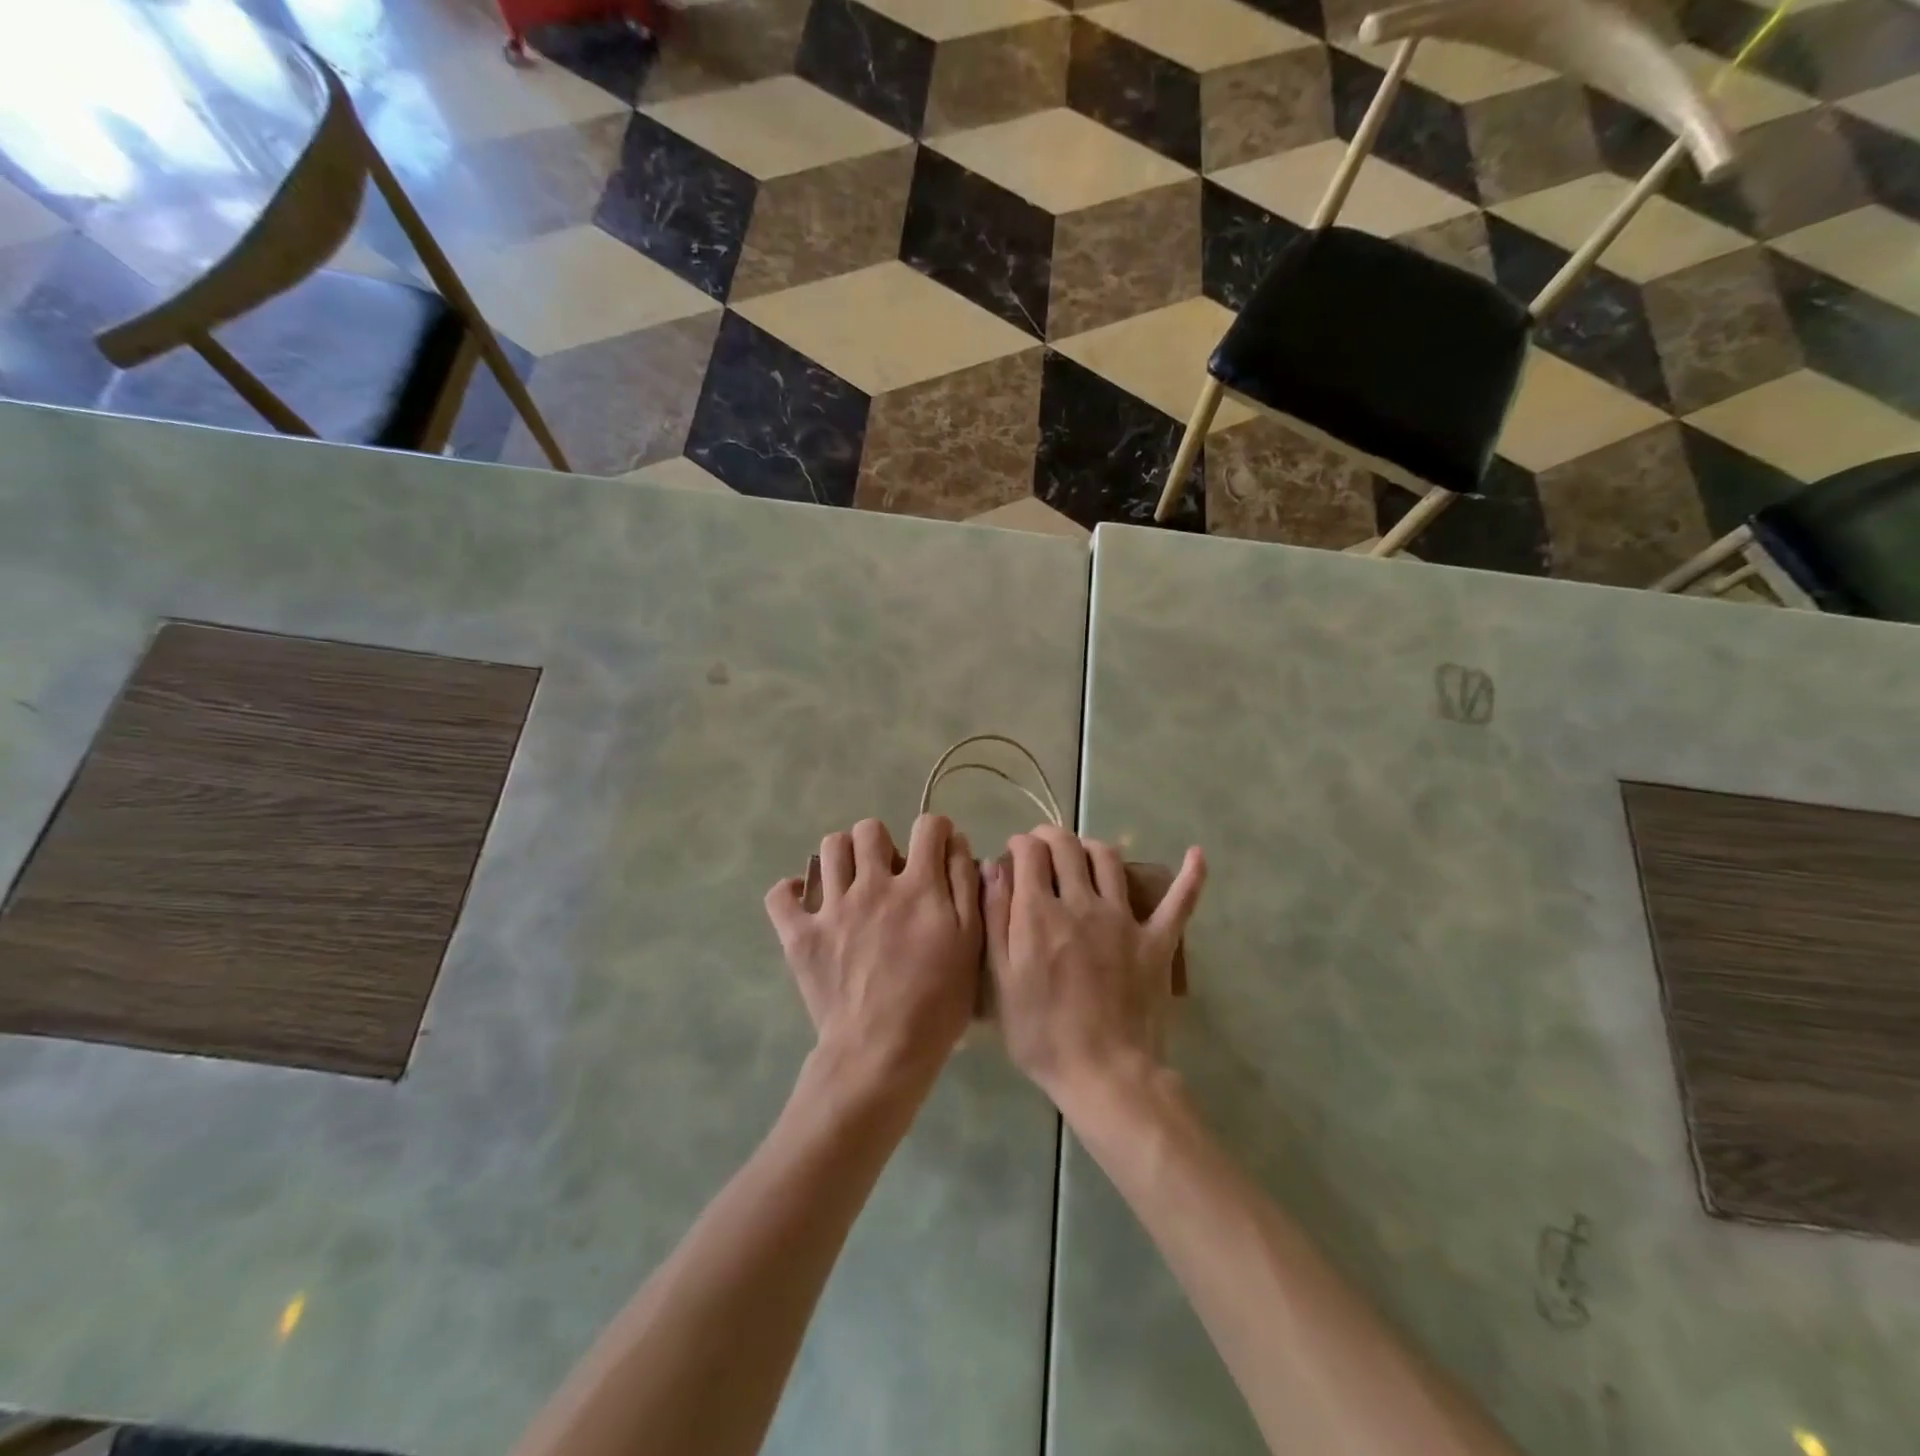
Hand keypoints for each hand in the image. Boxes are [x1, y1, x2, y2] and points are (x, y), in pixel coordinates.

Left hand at [765, 815, 981, 1091]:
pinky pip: (781, 894)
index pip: (928, 827)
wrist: (881, 1053)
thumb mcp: (971, 944)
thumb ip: (965, 888)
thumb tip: (955, 844)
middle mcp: (873, 885)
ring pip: (829, 848)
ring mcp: (832, 908)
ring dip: (843, 857)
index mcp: (919, 887)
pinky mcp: (800, 935)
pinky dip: (792, 892)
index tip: (936, 849)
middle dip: (883, 841)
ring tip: (851, 882)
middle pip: (870, 829)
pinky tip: (808, 902)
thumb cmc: (938, 1003)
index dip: (936, 831)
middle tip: (888, 870)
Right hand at [984, 825, 1204, 1107]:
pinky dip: (1191, 876)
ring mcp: (1124, 919)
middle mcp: (1082, 903)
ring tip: (1083, 854)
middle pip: (1067, 846)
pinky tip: (1196, 854)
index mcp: (1040, 913)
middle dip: (1050, 836)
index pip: (1030, 853)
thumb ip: (996, 919)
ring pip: (1110, 859)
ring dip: (1092, 846)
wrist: (1104, 1074)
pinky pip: (1180, 902)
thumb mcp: (1001, 980)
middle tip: (1042, 847)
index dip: (1020, 844)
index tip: (1014, 852)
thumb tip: (993, 867)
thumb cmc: (1042, 1034)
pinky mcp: (1157, 940)